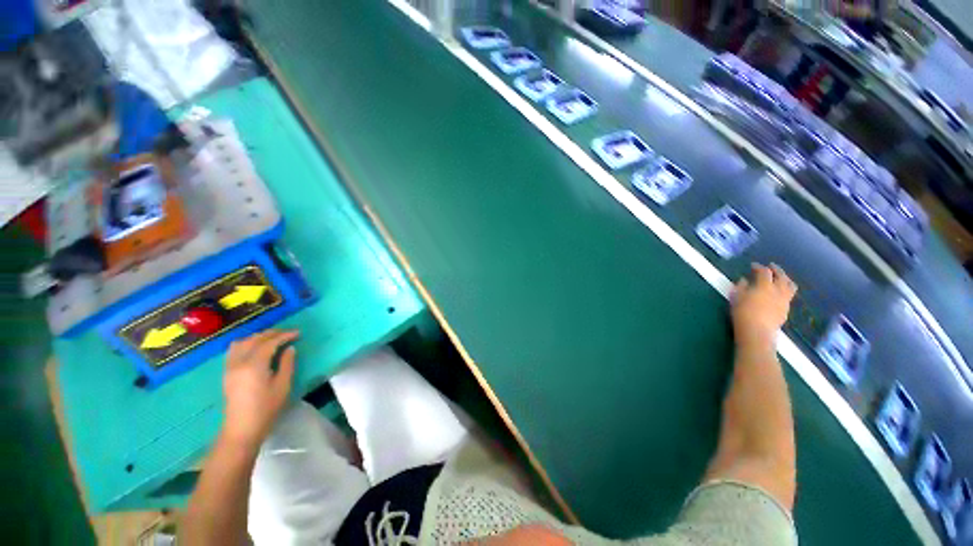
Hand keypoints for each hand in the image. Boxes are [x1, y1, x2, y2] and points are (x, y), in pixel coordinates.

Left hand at [221, 329, 298, 446]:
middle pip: (254, 340)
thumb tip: (289, 349)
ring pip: (241, 342)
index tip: (298, 333)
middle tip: (287, 333)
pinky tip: (255, 348)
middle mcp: (239, 362)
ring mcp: (230, 367)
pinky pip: (234, 350)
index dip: (284, 335)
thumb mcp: (283, 385)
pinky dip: (246, 344)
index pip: (270, 343)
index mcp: (254, 365)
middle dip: (272, 334)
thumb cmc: (266, 408)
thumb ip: (287, 364)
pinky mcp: (227, 373)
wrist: (242, 428)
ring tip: (271, 339)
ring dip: (257, 337)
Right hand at [731, 264, 796, 350]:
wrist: (756, 331)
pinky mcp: (786, 309)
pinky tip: (779, 293)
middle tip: (771, 266)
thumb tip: (744, 280)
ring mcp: (784, 300)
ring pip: (790, 285)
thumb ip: (741, 287)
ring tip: (780, 278)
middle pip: (781, 276)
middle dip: (776, 270)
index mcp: (764, 286)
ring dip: (785, 279)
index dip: (759, 267)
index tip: (753, 265)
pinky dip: (785, 290)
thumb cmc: (743, 313)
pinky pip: (789, 295)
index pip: (764, 272)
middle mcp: (778, 290)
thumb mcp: (736, 297)